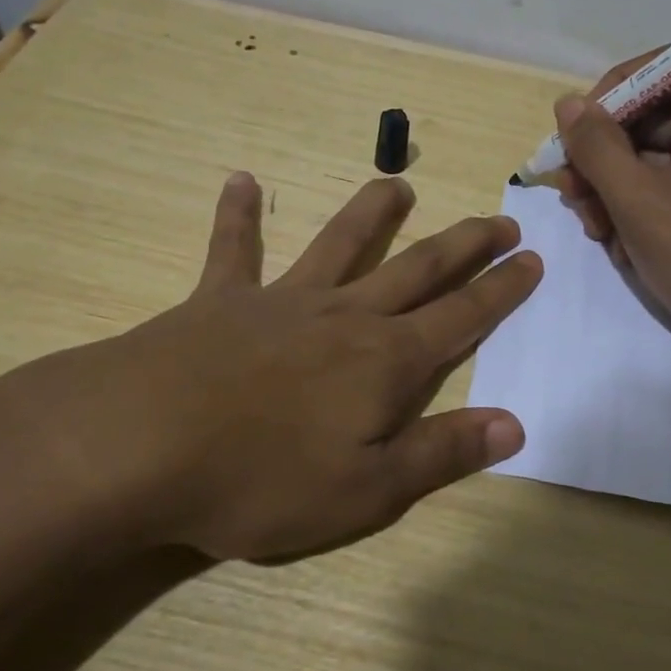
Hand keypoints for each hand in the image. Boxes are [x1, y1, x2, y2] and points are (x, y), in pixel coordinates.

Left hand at [0, 173, 541, 561]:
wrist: (138, 444)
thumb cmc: (259, 479)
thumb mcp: (365, 491)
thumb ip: (441, 453)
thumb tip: (514, 425)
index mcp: (384, 362)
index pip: (462, 317)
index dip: (502, 290)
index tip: (531, 259)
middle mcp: (345, 316)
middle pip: (418, 269)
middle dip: (465, 245)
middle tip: (499, 220)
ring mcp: (282, 300)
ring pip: (340, 243)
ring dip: (373, 212)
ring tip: (399, 184)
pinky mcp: (219, 299)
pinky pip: (233, 249)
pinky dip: (237, 215)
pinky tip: (238, 179)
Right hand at [550, 58, 670, 377]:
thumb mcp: (639, 201)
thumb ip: (596, 146)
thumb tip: (568, 104)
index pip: (651, 69)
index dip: (602, 102)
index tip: (571, 146)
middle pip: (650, 117)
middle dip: (604, 160)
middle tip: (576, 203)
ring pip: (657, 158)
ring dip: (618, 191)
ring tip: (601, 235)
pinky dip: (647, 210)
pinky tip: (630, 249)